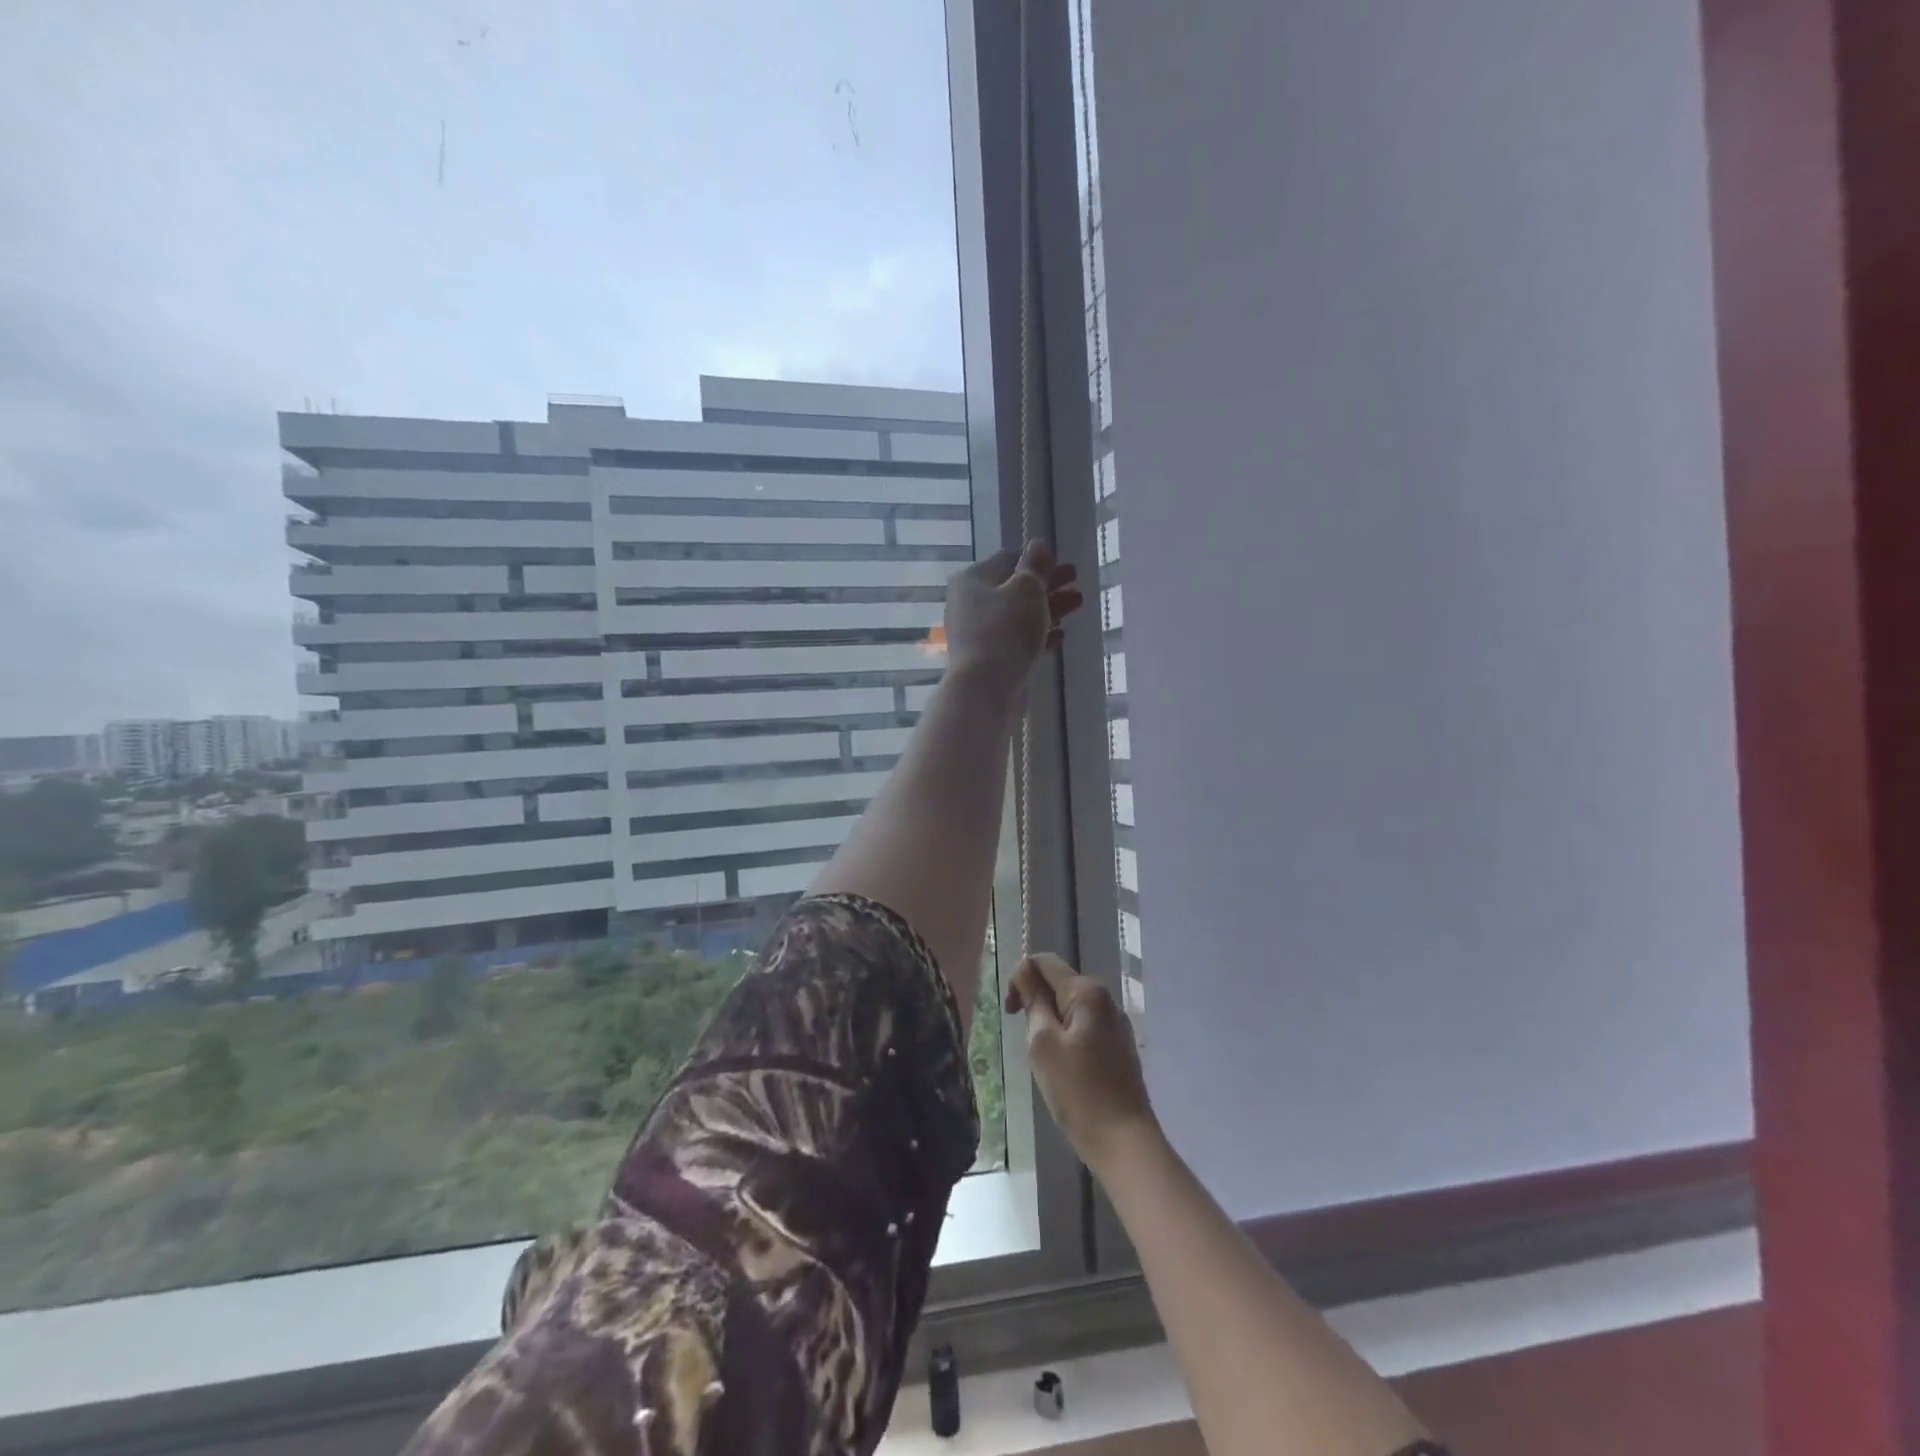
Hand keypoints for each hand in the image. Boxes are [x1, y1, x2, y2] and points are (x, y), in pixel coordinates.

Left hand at [944, 542, 1082, 695]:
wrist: (986, 689)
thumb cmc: (1005, 630)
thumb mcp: (1026, 590)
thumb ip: (1035, 566)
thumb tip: (1038, 545)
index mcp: (972, 580)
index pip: (1007, 559)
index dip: (1036, 559)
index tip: (1061, 562)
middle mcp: (970, 604)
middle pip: (1014, 588)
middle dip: (1047, 584)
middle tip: (1076, 580)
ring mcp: (978, 634)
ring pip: (1018, 615)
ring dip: (1048, 607)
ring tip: (1078, 603)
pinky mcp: (990, 659)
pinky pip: (1017, 640)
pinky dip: (1038, 634)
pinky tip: (1061, 635)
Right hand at [1005, 953, 1156, 1174]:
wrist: (1124, 1142)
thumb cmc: (1078, 1092)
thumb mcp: (1043, 1044)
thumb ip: (1034, 1002)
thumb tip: (1026, 973)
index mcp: (1087, 992)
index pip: (1044, 962)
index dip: (1021, 979)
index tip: (1012, 1014)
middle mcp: (1105, 999)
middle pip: (1058, 984)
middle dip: (1036, 1005)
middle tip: (1030, 1046)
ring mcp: (1115, 1024)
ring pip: (1069, 1009)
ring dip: (1050, 1026)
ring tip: (1048, 1063)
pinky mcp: (1118, 1048)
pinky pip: (1083, 1029)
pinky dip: (1067, 1041)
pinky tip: (1066, 1073)